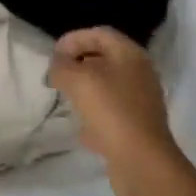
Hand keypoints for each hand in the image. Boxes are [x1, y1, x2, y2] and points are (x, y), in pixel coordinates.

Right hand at [49, 27, 185, 191]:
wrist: (142, 162)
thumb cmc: (110, 110)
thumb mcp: (76, 80)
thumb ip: (61, 66)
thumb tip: (58, 66)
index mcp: (130, 54)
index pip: (98, 33)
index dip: (73, 39)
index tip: (53, 56)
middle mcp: (140, 73)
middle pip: (104, 58)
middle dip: (78, 63)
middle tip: (57, 75)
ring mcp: (142, 101)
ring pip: (108, 86)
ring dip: (86, 89)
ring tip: (66, 98)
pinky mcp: (139, 127)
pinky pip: (113, 112)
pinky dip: (95, 114)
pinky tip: (81, 128)